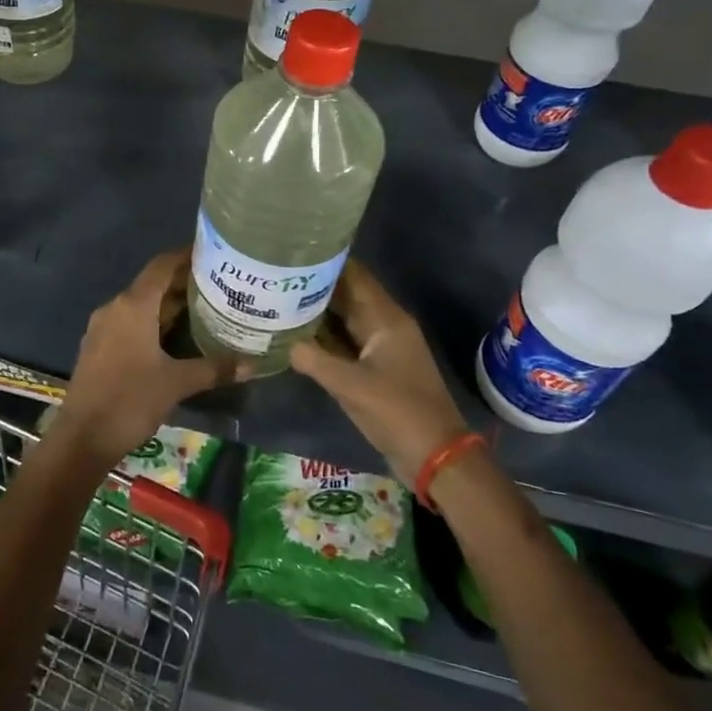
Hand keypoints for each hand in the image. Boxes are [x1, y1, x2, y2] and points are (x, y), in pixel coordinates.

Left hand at [52, 250, 245, 466]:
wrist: (82, 438)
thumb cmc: (130, 400)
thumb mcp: (177, 383)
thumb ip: (214, 368)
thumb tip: (252, 364)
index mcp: (133, 305)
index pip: (162, 266)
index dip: (186, 256)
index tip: (213, 255)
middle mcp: (115, 307)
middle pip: (152, 285)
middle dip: (183, 284)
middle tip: (218, 287)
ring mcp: (103, 327)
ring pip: (141, 305)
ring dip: (168, 306)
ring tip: (203, 311)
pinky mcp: (98, 347)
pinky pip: (129, 323)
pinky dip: (152, 323)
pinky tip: (174, 339)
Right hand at [290, 261, 473, 485]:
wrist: (435, 457)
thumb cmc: (398, 413)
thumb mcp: (351, 386)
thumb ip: (314, 360)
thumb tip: (282, 341)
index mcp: (386, 319)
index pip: (354, 276)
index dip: (326, 262)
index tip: (292, 252)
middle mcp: (384, 325)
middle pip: (346, 295)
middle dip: (314, 285)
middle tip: (275, 277)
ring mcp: (379, 348)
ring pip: (343, 319)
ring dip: (316, 311)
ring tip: (277, 299)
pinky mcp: (374, 368)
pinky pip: (344, 343)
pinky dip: (322, 337)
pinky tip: (294, 335)